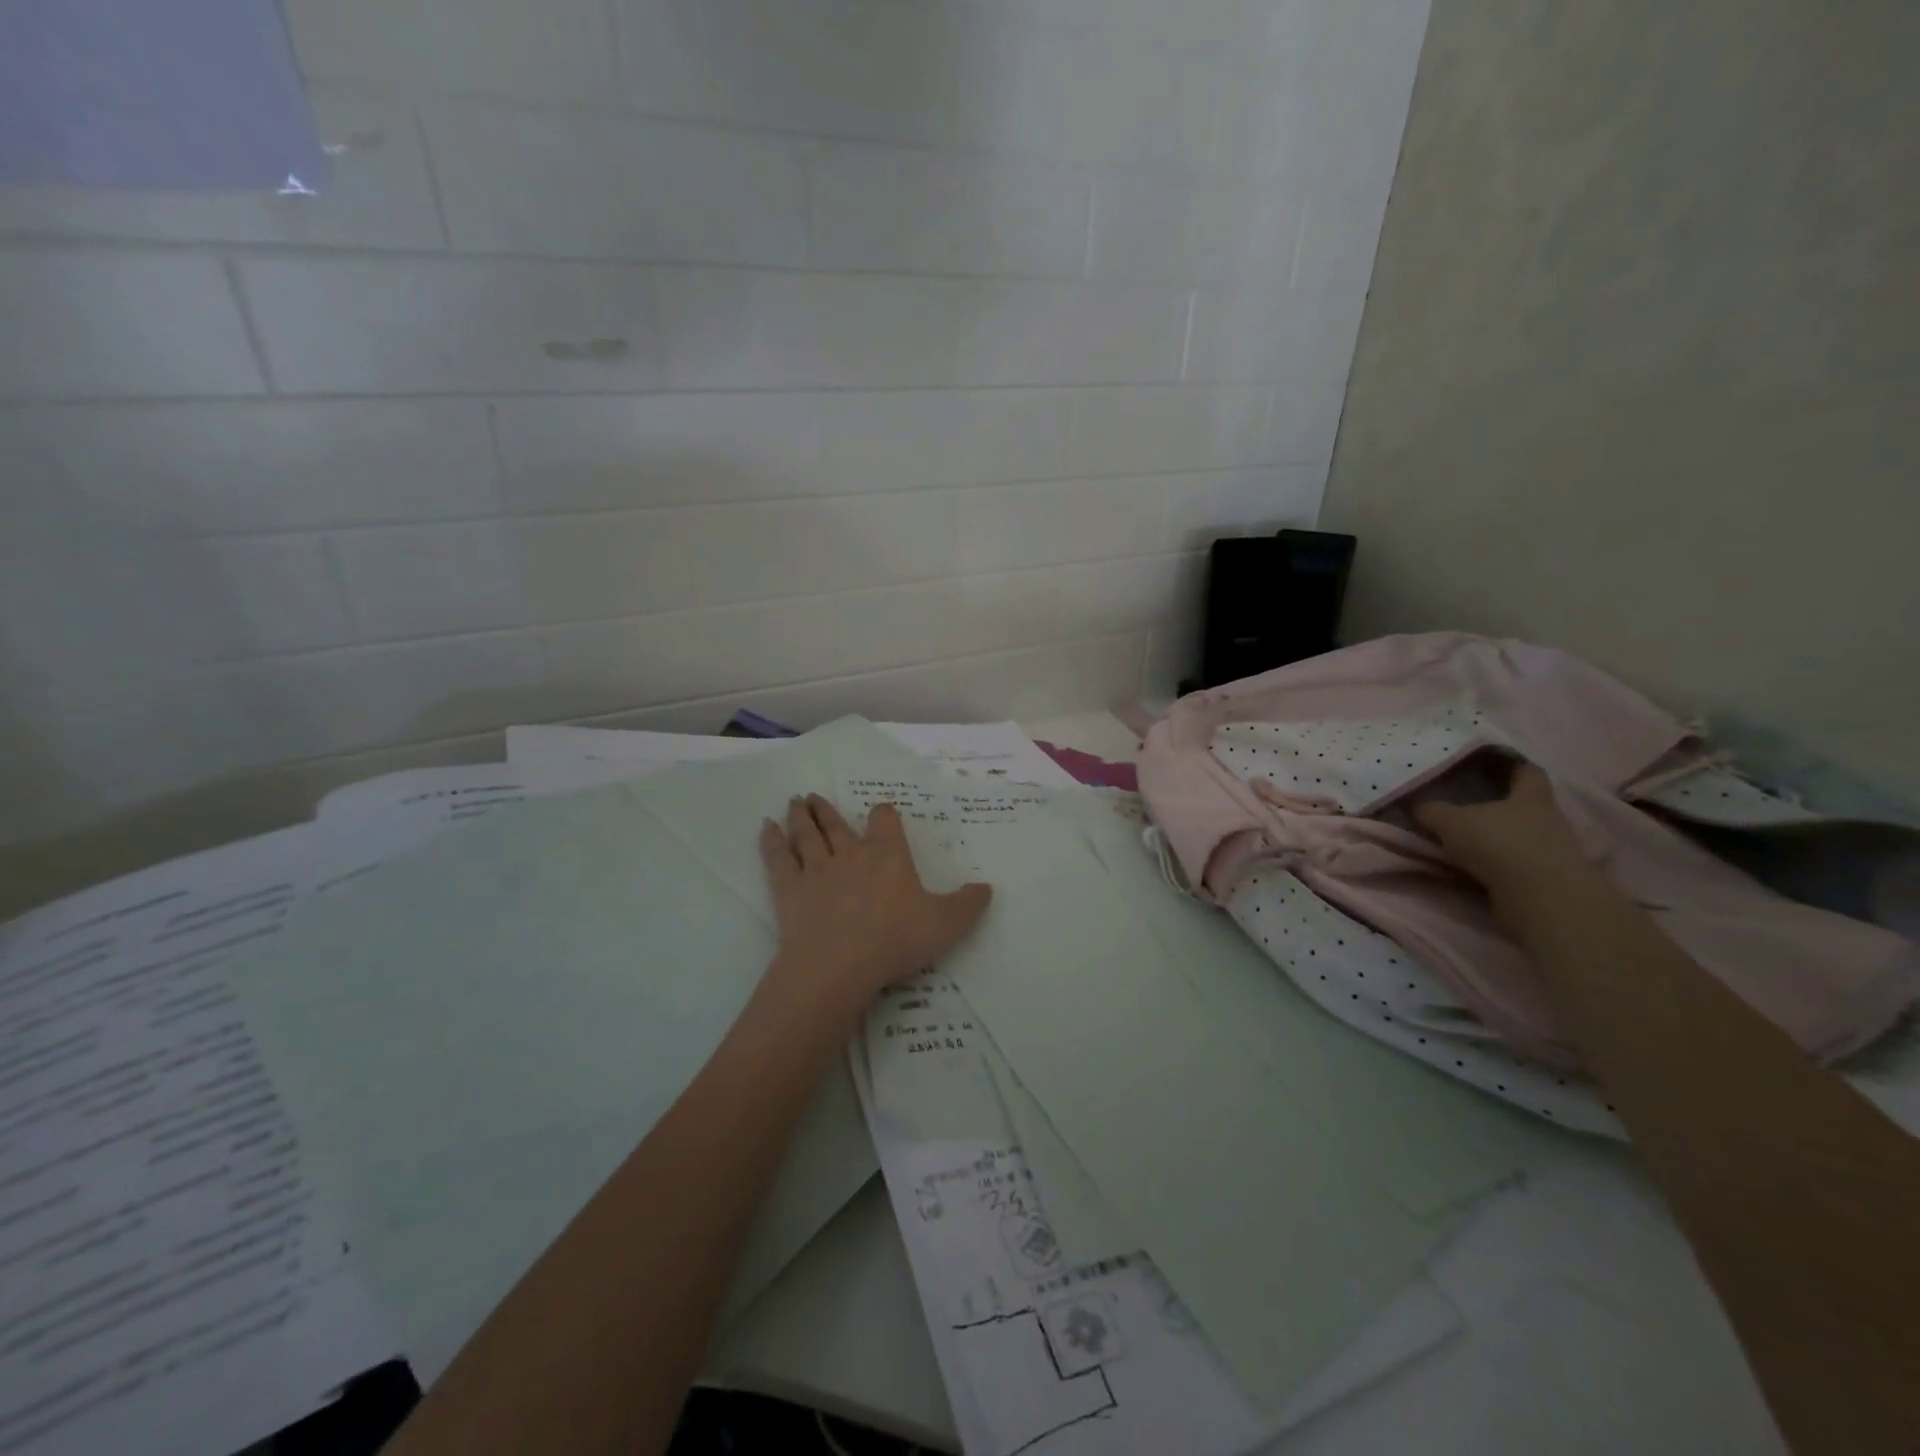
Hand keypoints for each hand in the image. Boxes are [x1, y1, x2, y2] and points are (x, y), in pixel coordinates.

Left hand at [758, 795, 992, 1011]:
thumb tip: (987, 887)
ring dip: (800, 817)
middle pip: (836, 823)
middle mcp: (851, 854)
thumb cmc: (896, 940)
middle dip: (827, 810)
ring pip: (807, 835)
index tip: (881, 814)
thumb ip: (968, 904)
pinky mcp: (789, 889)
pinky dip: (771, 841)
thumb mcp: (946, 924)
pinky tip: (765, 827)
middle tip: (813, 797)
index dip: (883, 814)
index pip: (885, 820)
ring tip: (795, 802)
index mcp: (888, 856)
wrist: (840, 964)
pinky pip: (778, 858)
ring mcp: (817, 869)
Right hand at [1412, 762, 1589, 888]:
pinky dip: (1501, 863)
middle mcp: (1549, 819)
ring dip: (1500, 837)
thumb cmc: (1499, 844)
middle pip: (1525, 804)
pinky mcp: (1549, 879)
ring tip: (1468, 840)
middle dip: (1501, 804)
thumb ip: (1432, 810)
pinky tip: (1478, 866)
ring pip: (1522, 835)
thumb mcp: (1451, 821)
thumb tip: (1417, 806)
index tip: (1492, 762)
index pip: (1528, 770)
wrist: (1542, 899)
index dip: (1512, 764)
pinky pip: (1520, 862)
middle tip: (1468, 803)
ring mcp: (1553, 851)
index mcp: (1531, 796)